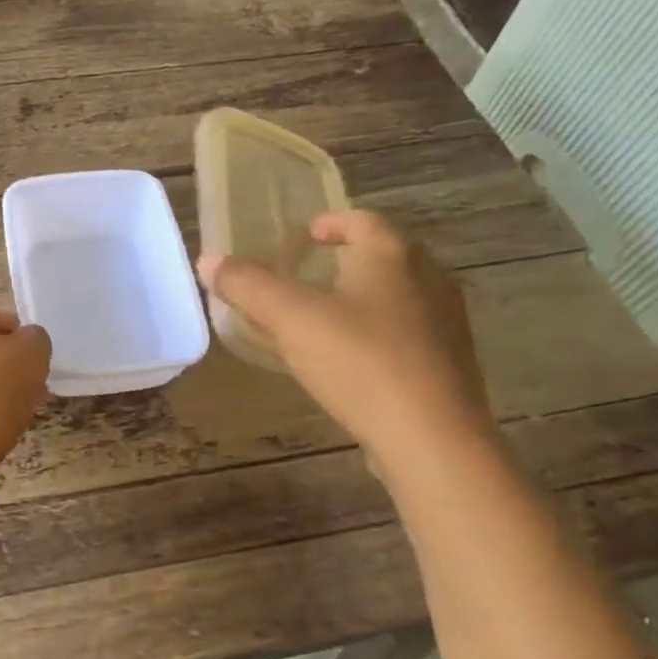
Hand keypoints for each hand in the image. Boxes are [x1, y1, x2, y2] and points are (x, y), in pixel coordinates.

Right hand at [197, 210, 491, 457]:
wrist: (431, 437)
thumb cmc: (360, 362)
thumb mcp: (291, 319)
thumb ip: (248, 286)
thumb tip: (208, 260)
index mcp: (392, 256)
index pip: (363, 221)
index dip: (332, 223)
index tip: (307, 235)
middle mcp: (428, 278)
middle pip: (385, 256)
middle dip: (347, 260)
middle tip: (310, 275)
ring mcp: (445, 322)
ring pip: (398, 295)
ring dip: (363, 298)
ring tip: (326, 318)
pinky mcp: (449, 363)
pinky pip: (407, 332)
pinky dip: (378, 332)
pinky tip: (353, 360)